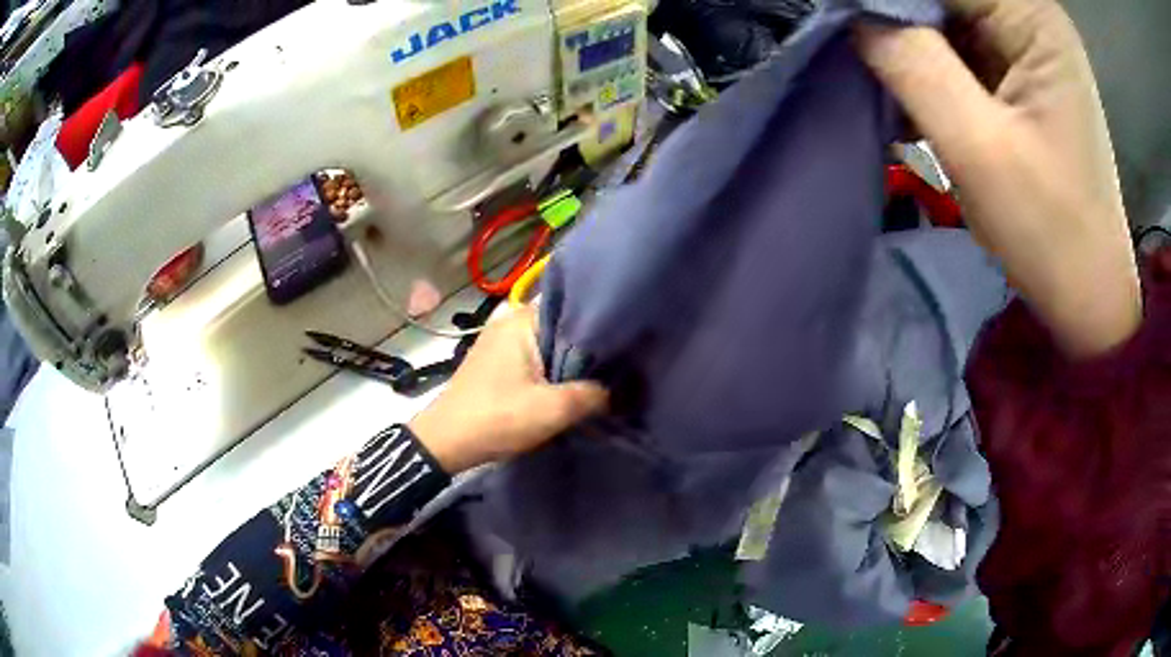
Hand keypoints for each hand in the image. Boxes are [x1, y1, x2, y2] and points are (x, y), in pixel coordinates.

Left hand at [409, 304, 607, 472]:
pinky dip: (552, 369)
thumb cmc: (497, 418)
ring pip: (548, 344)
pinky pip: (534, 356)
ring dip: (570, 360)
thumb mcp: (553, 410)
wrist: (445, 442)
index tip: (628, 340)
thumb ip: (592, 394)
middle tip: (621, 362)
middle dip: (588, 346)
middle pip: (562, 325)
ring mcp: (500, 340)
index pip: (574, 306)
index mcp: (523, 319)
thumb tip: (617, 390)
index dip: (602, 323)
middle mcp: (510, 320)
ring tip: (602, 375)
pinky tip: (570, 385)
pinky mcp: (495, 361)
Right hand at [855, 0, 1141, 356]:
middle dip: (891, 12)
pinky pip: (953, 43)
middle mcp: (1029, 15)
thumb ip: (910, 62)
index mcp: (1033, 17)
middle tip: (850, 45)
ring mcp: (1024, 42)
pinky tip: (900, 88)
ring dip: (901, 37)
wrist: (1087, 295)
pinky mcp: (1016, 69)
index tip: (840, 20)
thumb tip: (849, 13)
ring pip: (940, 13)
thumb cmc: (1049, 232)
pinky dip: (920, 60)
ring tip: (870, 70)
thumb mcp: (978, 147)